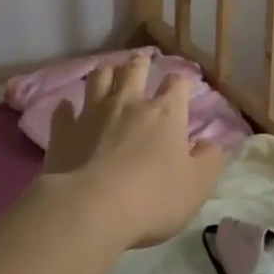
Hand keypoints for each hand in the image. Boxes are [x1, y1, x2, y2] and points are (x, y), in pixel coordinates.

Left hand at [45, 53, 226, 248]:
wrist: (90, 209)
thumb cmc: (153, 198)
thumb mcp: (197, 186)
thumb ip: (209, 161)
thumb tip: (210, 144)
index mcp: (165, 114)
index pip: (177, 84)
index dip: (181, 83)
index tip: (182, 89)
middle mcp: (128, 104)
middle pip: (134, 69)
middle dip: (140, 64)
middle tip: (141, 64)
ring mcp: (92, 114)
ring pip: (98, 78)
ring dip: (105, 74)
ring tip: (108, 75)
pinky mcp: (63, 131)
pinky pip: (64, 111)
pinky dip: (67, 108)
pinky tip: (68, 109)